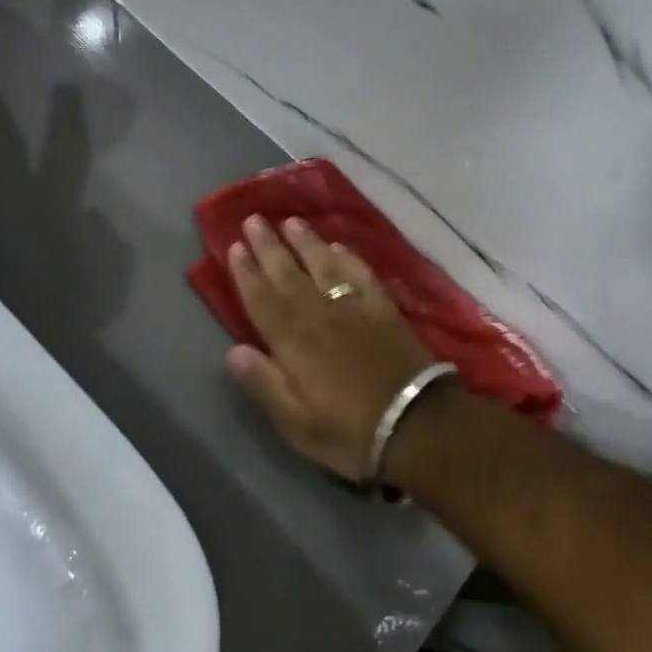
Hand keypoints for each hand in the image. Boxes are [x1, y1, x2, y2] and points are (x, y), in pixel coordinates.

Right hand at [224, 215, 436, 482]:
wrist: (418, 426)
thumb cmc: (350, 432)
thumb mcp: (296, 423)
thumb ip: (264, 384)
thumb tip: (233, 350)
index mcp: (293, 343)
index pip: (262, 300)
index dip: (247, 273)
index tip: (235, 246)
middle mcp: (320, 315)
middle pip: (289, 274)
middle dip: (269, 246)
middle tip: (254, 219)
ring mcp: (355, 308)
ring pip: (324, 266)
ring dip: (306, 242)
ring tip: (291, 221)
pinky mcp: (384, 310)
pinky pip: (361, 274)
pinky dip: (348, 257)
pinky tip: (339, 246)